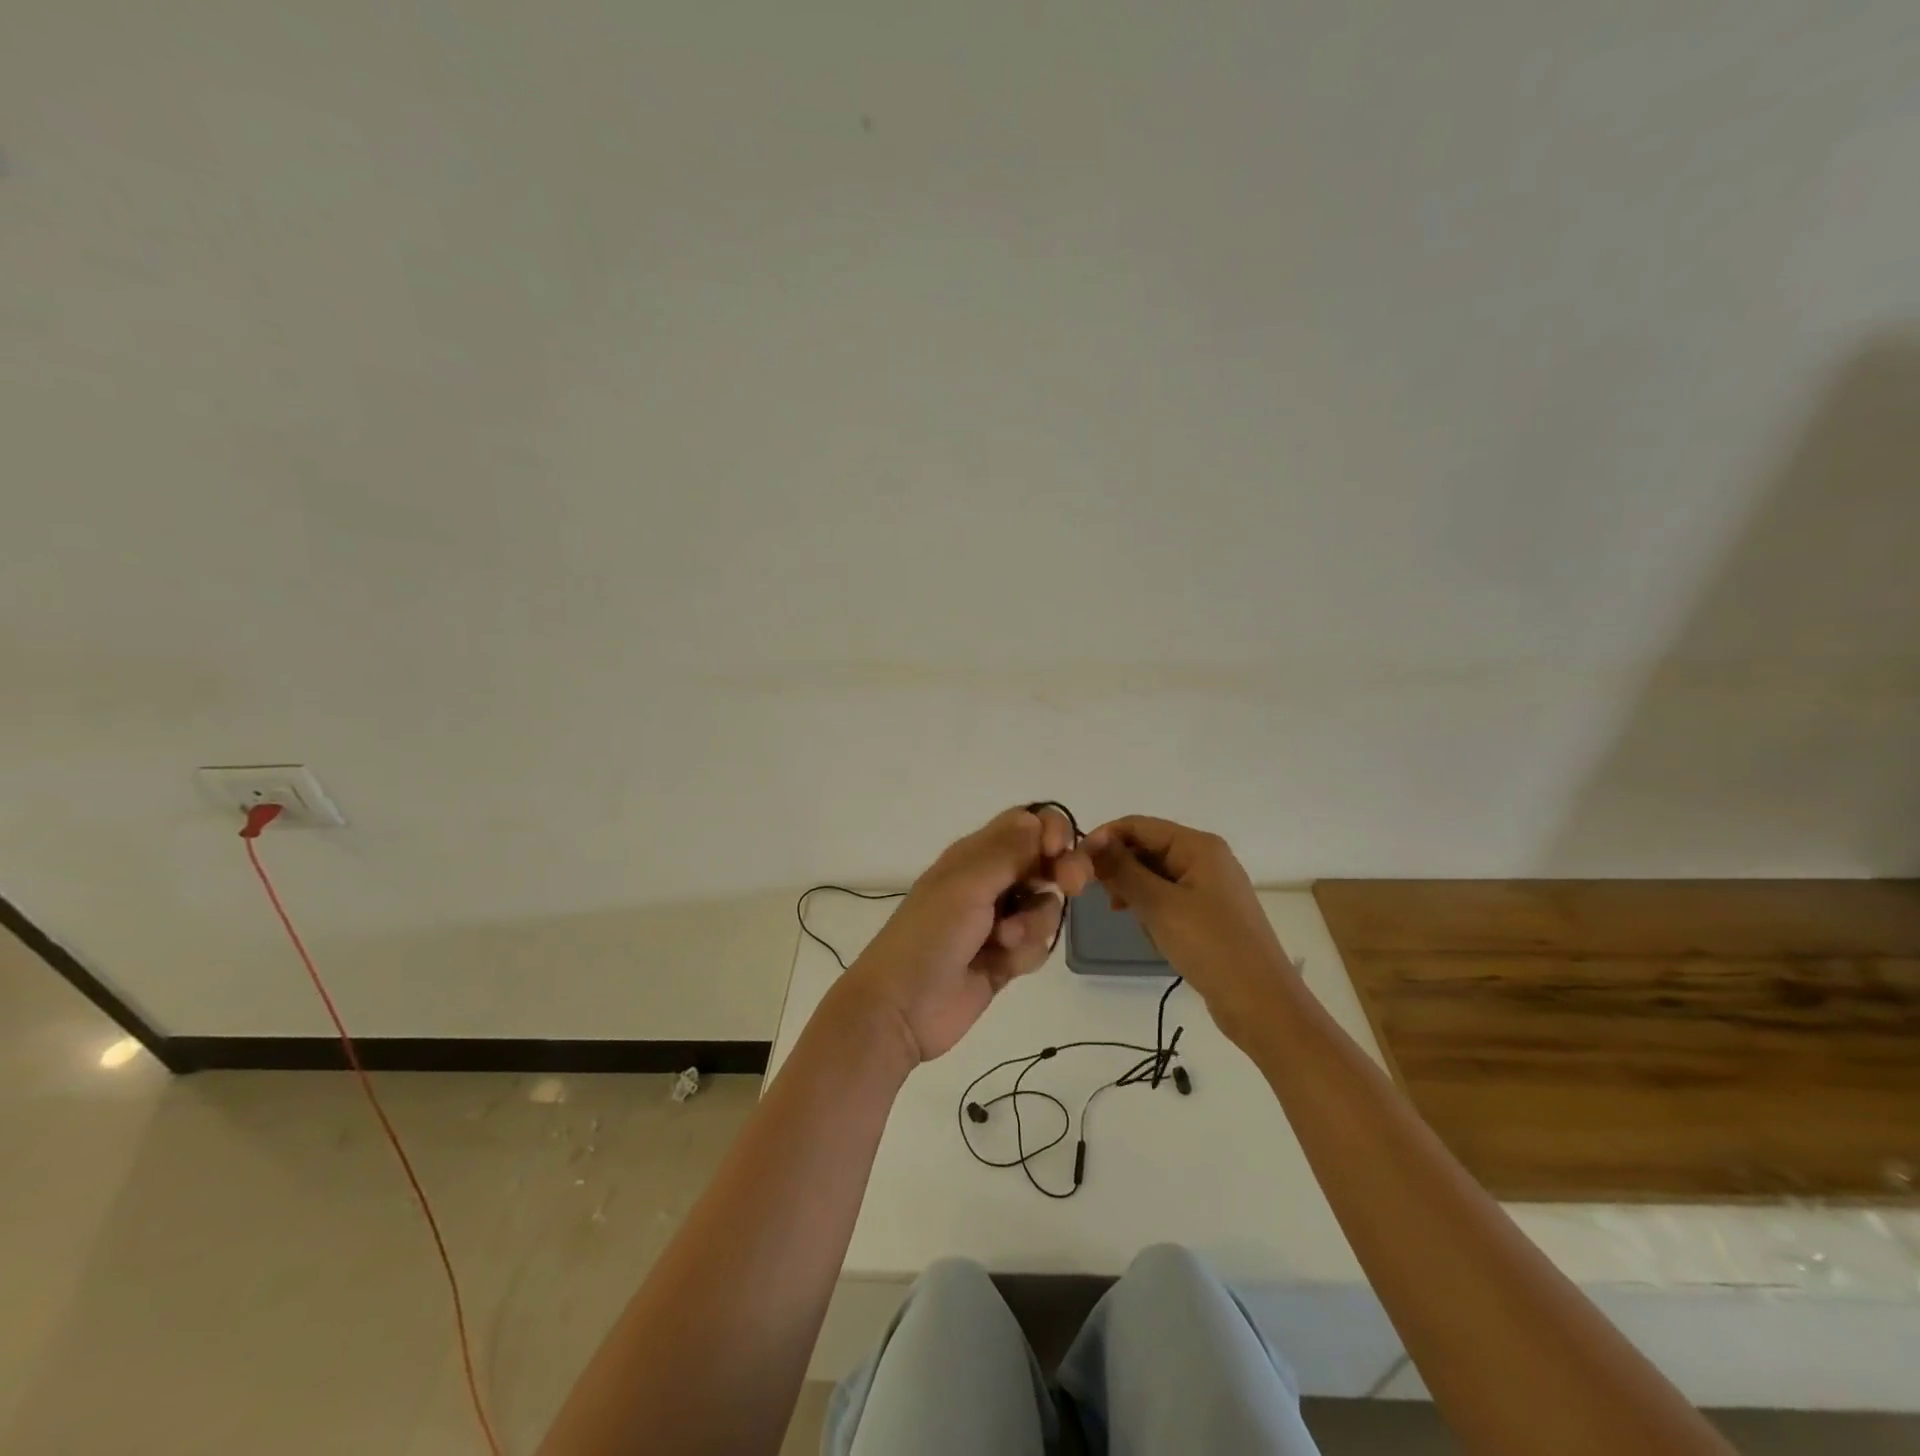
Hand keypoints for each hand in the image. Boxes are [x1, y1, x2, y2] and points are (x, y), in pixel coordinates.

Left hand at [836, 805, 1094, 1063]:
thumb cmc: (930, 936)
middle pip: (1044, 862)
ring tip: (1005, 941)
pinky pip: (1038, 944)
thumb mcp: (966, 885)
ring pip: (1045, 906)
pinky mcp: (1006, 959)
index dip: (1050, 830)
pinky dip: (1027, 953)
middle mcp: (990, 882)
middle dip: (1061, 871)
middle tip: (1071, 885)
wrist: (902, 1008)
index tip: (1060, 850)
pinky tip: (1003, 966)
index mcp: (974, 855)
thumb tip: (1039, 820)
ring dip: (1035, 922)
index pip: (1024, 824)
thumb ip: (1008, 852)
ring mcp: (999, 922)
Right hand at [1084, 815, 1293, 1044]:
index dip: (1104, 839)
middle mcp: (1206, 858)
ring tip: (1128, 918)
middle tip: (1103, 898)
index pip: (1138, 825)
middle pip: (1147, 847)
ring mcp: (1210, 886)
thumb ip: (1122, 870)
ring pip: (1155, 875)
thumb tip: (1091, 842)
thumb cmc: (1210, 946)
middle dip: (1121, 869)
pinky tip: (1151, 932)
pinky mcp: (1210, 913)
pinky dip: (1153, 909)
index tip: (1076, 866)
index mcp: (1198, 846)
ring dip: (1136, 892)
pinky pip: (1169, 897)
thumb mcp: (1159, 905)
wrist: (1262, 1004)